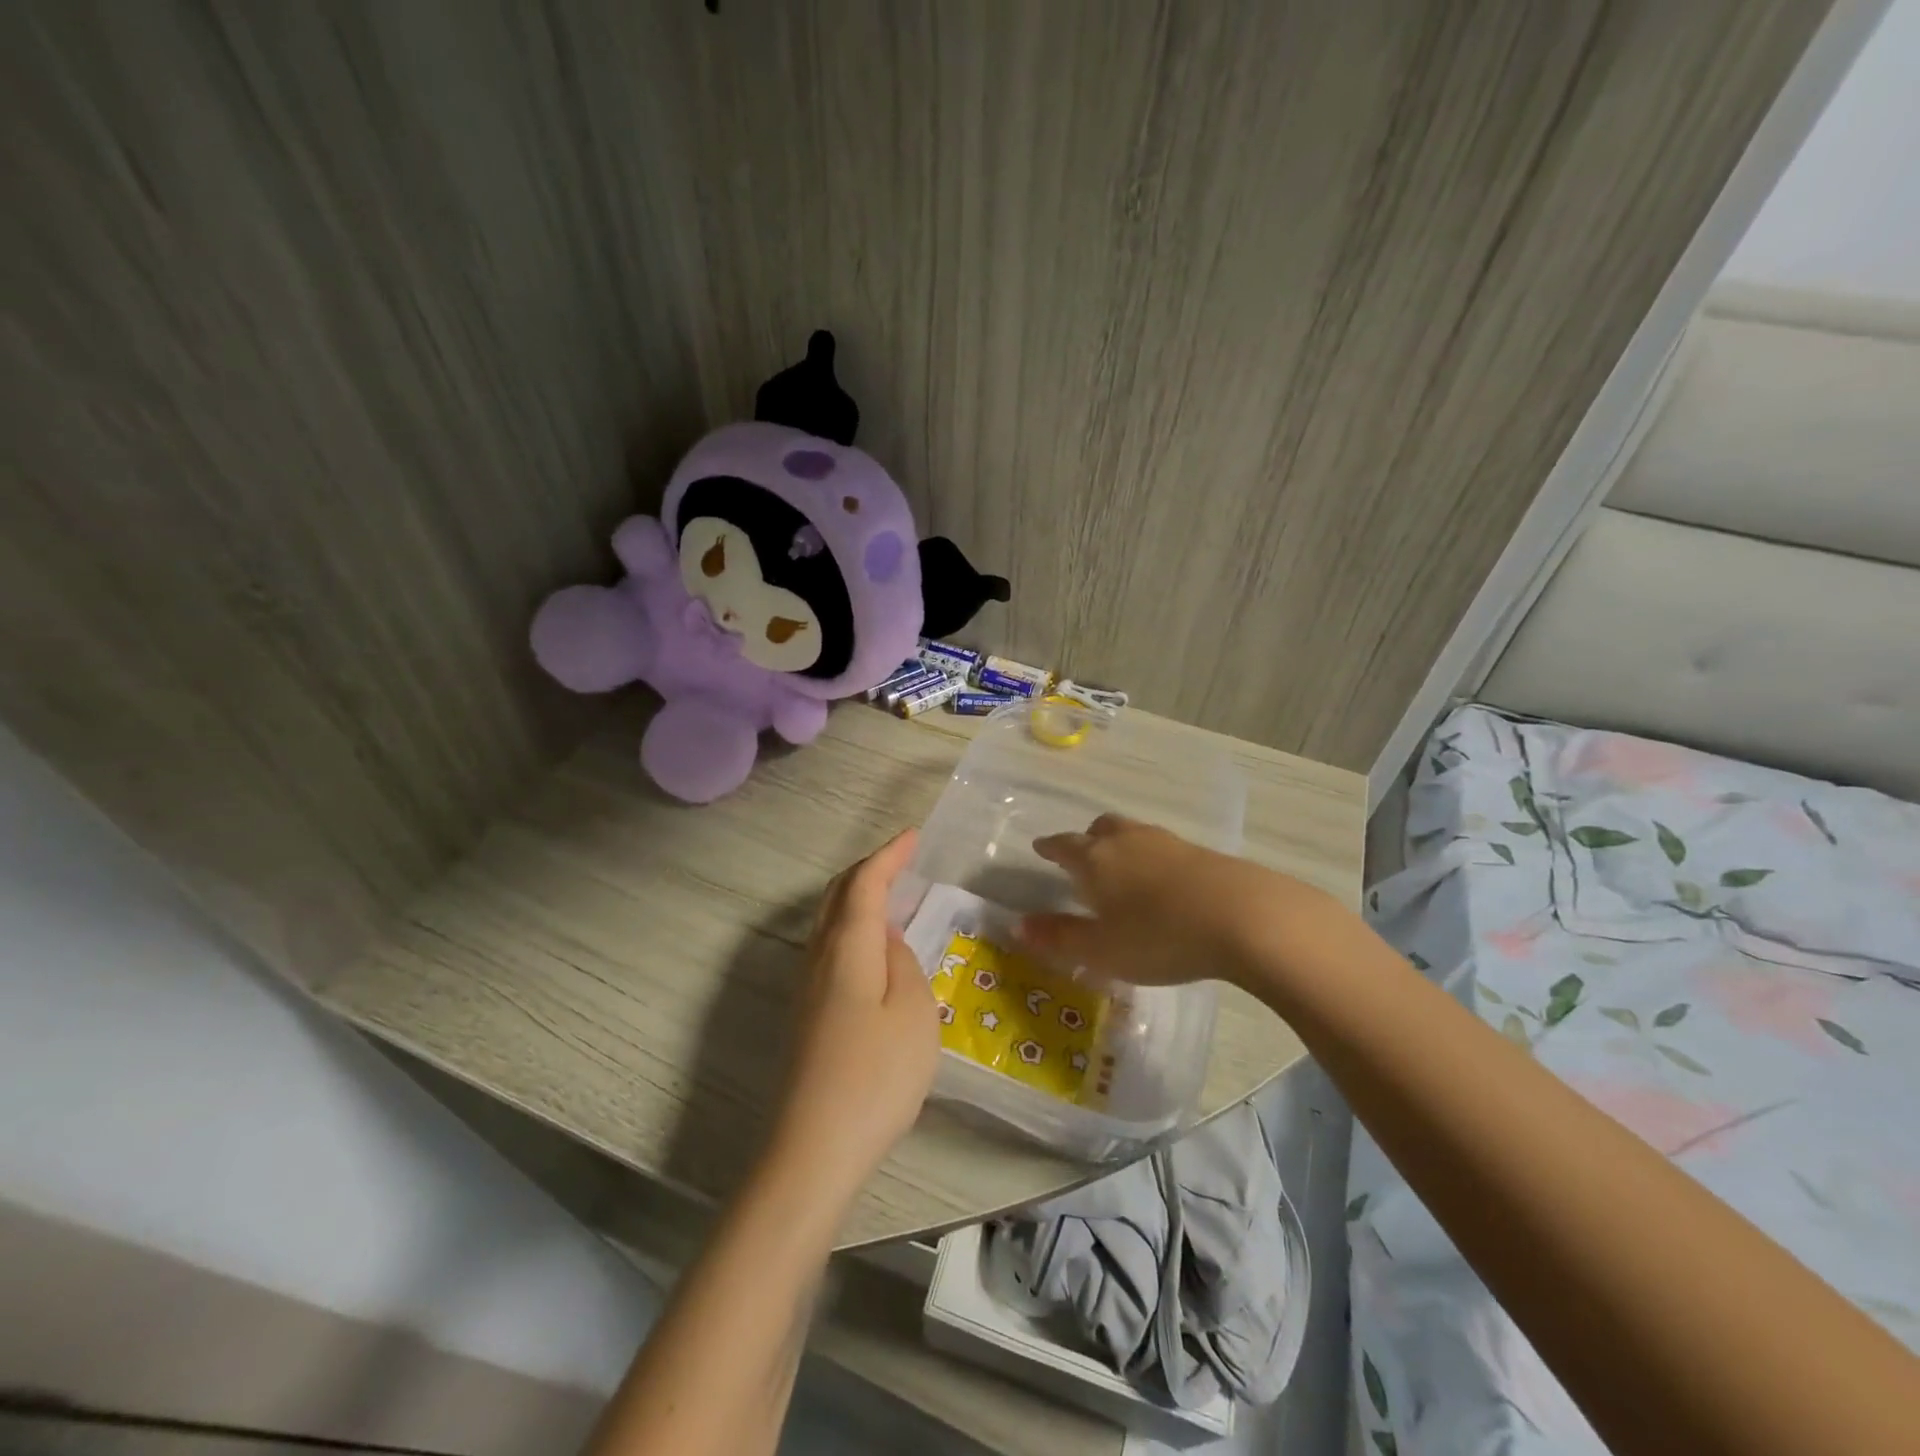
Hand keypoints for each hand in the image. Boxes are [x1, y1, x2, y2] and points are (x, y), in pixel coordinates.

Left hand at [765, 831, 940, 1198]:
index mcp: (847, 947)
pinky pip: (828, 947)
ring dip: (856, 897)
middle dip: (868, 870)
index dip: (888, 855)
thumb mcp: (914, 1013)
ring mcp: (806, 987)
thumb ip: (903, 963)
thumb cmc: (876, 1075)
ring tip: (890, 894)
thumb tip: (888, 939)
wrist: (814, 1149)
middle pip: (837, 895)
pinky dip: (851, 927)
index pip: (864, 883)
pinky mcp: (806, 1014)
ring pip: (828, 921)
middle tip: (901, 860)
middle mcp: (818, 957)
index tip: (913, 835)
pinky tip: (872, 948)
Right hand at [1017, 814, 1338, 987]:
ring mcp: (1168, 843)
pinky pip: (1164, 848)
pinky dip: (1153, 859)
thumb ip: (1059, 938)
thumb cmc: (1159, 936)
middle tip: (1082, 856)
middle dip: (1087, 840)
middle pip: (1101, 829)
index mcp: (1095, 859)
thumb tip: (1017, 925)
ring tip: (1122, 868)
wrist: (1243, 917)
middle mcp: (1128, 841)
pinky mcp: (1202, 854)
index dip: (1050, 847)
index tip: (1041, 848)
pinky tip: (1163, 882)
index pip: (1064, 845)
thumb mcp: (1101, 949)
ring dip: (1122, 846)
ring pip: (1134, 834)